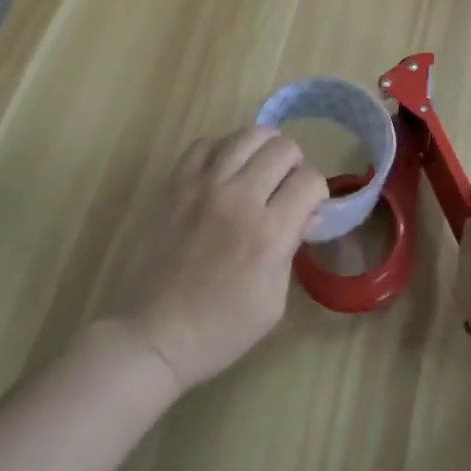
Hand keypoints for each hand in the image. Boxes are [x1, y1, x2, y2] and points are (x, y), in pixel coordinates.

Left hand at [108, 129, 328, 394]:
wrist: (154, 336)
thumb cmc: (221, 329)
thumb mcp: (273, 302)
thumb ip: (292, 248)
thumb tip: (308, 213)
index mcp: (268, 233)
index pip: (309, 180)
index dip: (317, 190)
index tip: (308, 205)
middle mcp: (239, 198)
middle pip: (283, 148)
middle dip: (294, 164)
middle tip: (285, 187)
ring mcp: (203, 186)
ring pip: (247, 135)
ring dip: (263, 147)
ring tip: (260, 169)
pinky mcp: (176, 185)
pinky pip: (206, 143)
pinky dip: (223, 149)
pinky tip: (225, 170)